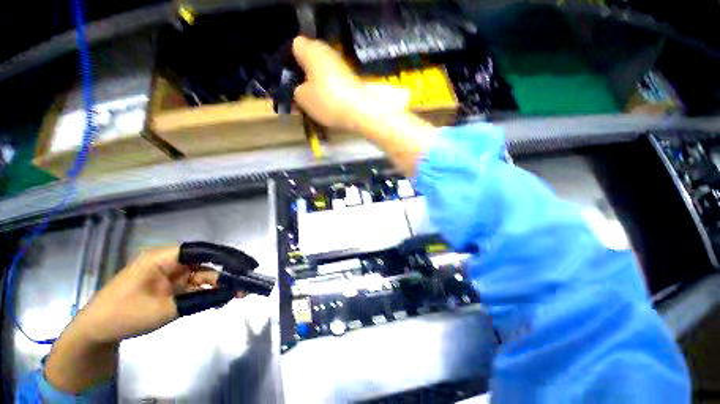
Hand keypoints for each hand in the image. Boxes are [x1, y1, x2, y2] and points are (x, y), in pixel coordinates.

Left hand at [76, 246, 232, 343]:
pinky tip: (220, 300)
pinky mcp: (170, 286)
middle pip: (206, 262)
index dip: (227, 257)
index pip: (203, 251)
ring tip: (236, 295)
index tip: (246, 266)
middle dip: (226, 273)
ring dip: (219, 285)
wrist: (96, 332)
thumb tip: (231, 293)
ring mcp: (170, 274)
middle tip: (244, 284)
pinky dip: (208, 292)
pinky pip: (194, 286)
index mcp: (164, 258)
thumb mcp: (165, 310)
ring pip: (203, 275)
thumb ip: (201, 299)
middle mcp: (170, 262)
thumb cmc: (124, 315)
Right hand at [292, 36, 367, 130]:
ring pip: (322, 74)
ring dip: (317, 86)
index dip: (289, 60)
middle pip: (310, 61)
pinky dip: (329, 93)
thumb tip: (301, 90)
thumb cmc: (328, 100)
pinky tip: (327, 106)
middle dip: (304, 76)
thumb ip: (296, 91)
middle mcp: (328, 53)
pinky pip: (334, 84)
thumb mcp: (303, 99)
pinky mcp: (351, 81)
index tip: (289, 78)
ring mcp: (342, 66)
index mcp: (312, 50)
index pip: (295, 45)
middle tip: (299, 93)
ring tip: (312, 103)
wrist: (362, 112)